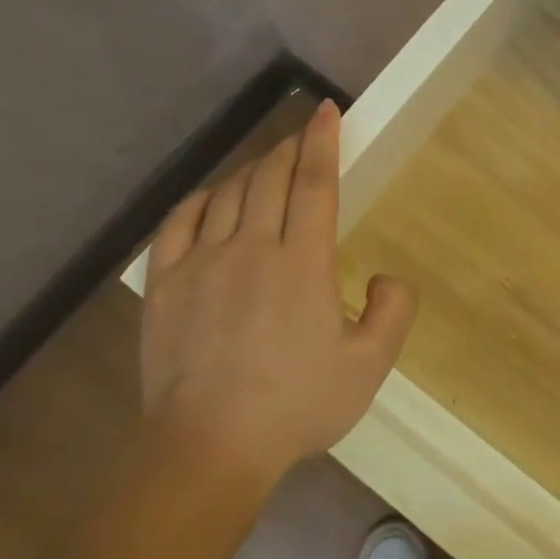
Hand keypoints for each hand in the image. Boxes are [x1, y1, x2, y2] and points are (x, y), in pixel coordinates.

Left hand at [139, 99, 416, 483]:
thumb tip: (386, 276)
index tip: (328, 112)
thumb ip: (394, 312)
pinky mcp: (165, 283)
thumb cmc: (296, 406)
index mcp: (302, 264)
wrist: (210, 446)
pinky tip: (213, 198)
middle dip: (289, 148)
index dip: (322, 143)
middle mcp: (251, 248)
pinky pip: (179, 221)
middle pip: (269, 178)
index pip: (314, 184)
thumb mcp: (369, 367)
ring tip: (267, 165)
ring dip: (251, 170)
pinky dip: (201, 198)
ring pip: (227, 194)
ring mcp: (201, 262)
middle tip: (302, 136)